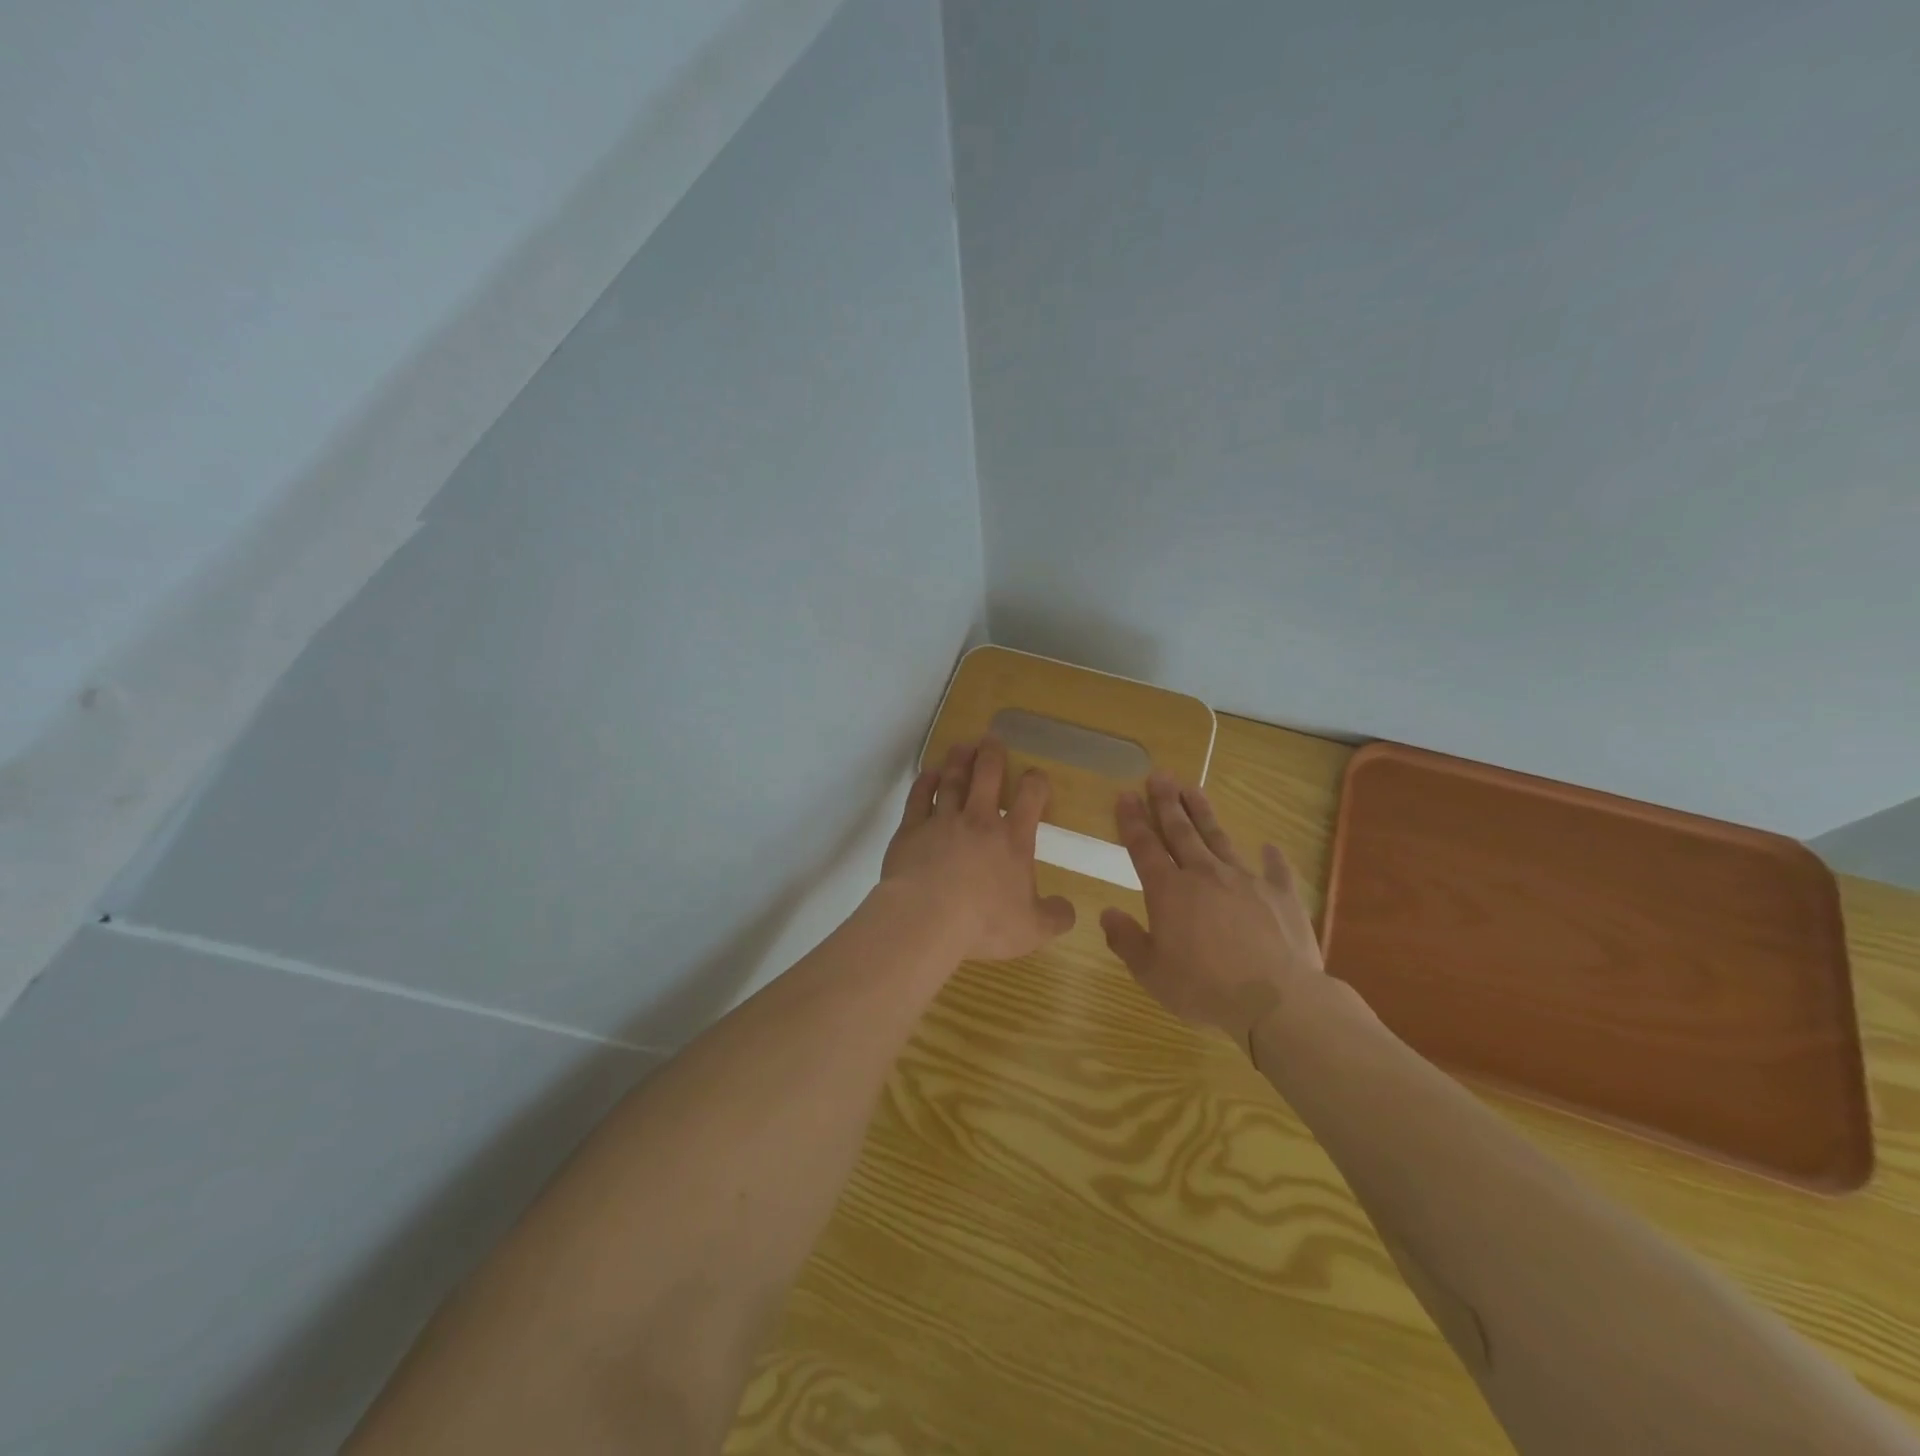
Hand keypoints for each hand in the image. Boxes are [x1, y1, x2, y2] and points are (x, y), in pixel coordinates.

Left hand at [881, 738, 1076, 961]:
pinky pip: (918, 798)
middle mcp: (979, 821)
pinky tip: (927, 774)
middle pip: (987, 776)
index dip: (1036, 781)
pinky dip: (924, 783)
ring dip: (958, 761)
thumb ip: (1055, 917)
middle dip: (992, 755)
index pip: (1030, 798)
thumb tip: (1069, 910)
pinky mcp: (911, 829)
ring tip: (962, 746)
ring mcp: (942, 821)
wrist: (927, 917)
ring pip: (952, 781)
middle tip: (992, 739)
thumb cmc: (985, 922)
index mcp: (1012, 839)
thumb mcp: (1033, 930)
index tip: (1036, 774)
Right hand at [1100, 772, 1325, 1051]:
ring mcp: (1245, 881)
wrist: (1277, 1000)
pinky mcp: (1280, 895)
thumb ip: (1126, 941)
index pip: (1144, 846)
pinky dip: (1272, 857)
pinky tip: (1270, 846)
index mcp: (1169, 891)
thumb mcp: (1152, 973)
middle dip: (1166, 802)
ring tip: (1193, 789)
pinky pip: (1275, 870)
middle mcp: (1204, 875)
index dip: (1132, 820)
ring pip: (1219, 839)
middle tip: (1159, 775)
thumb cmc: (1205, 988)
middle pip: (1181, 831)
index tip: (1125, 794)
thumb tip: (1107, 914)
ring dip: (1204, 814)